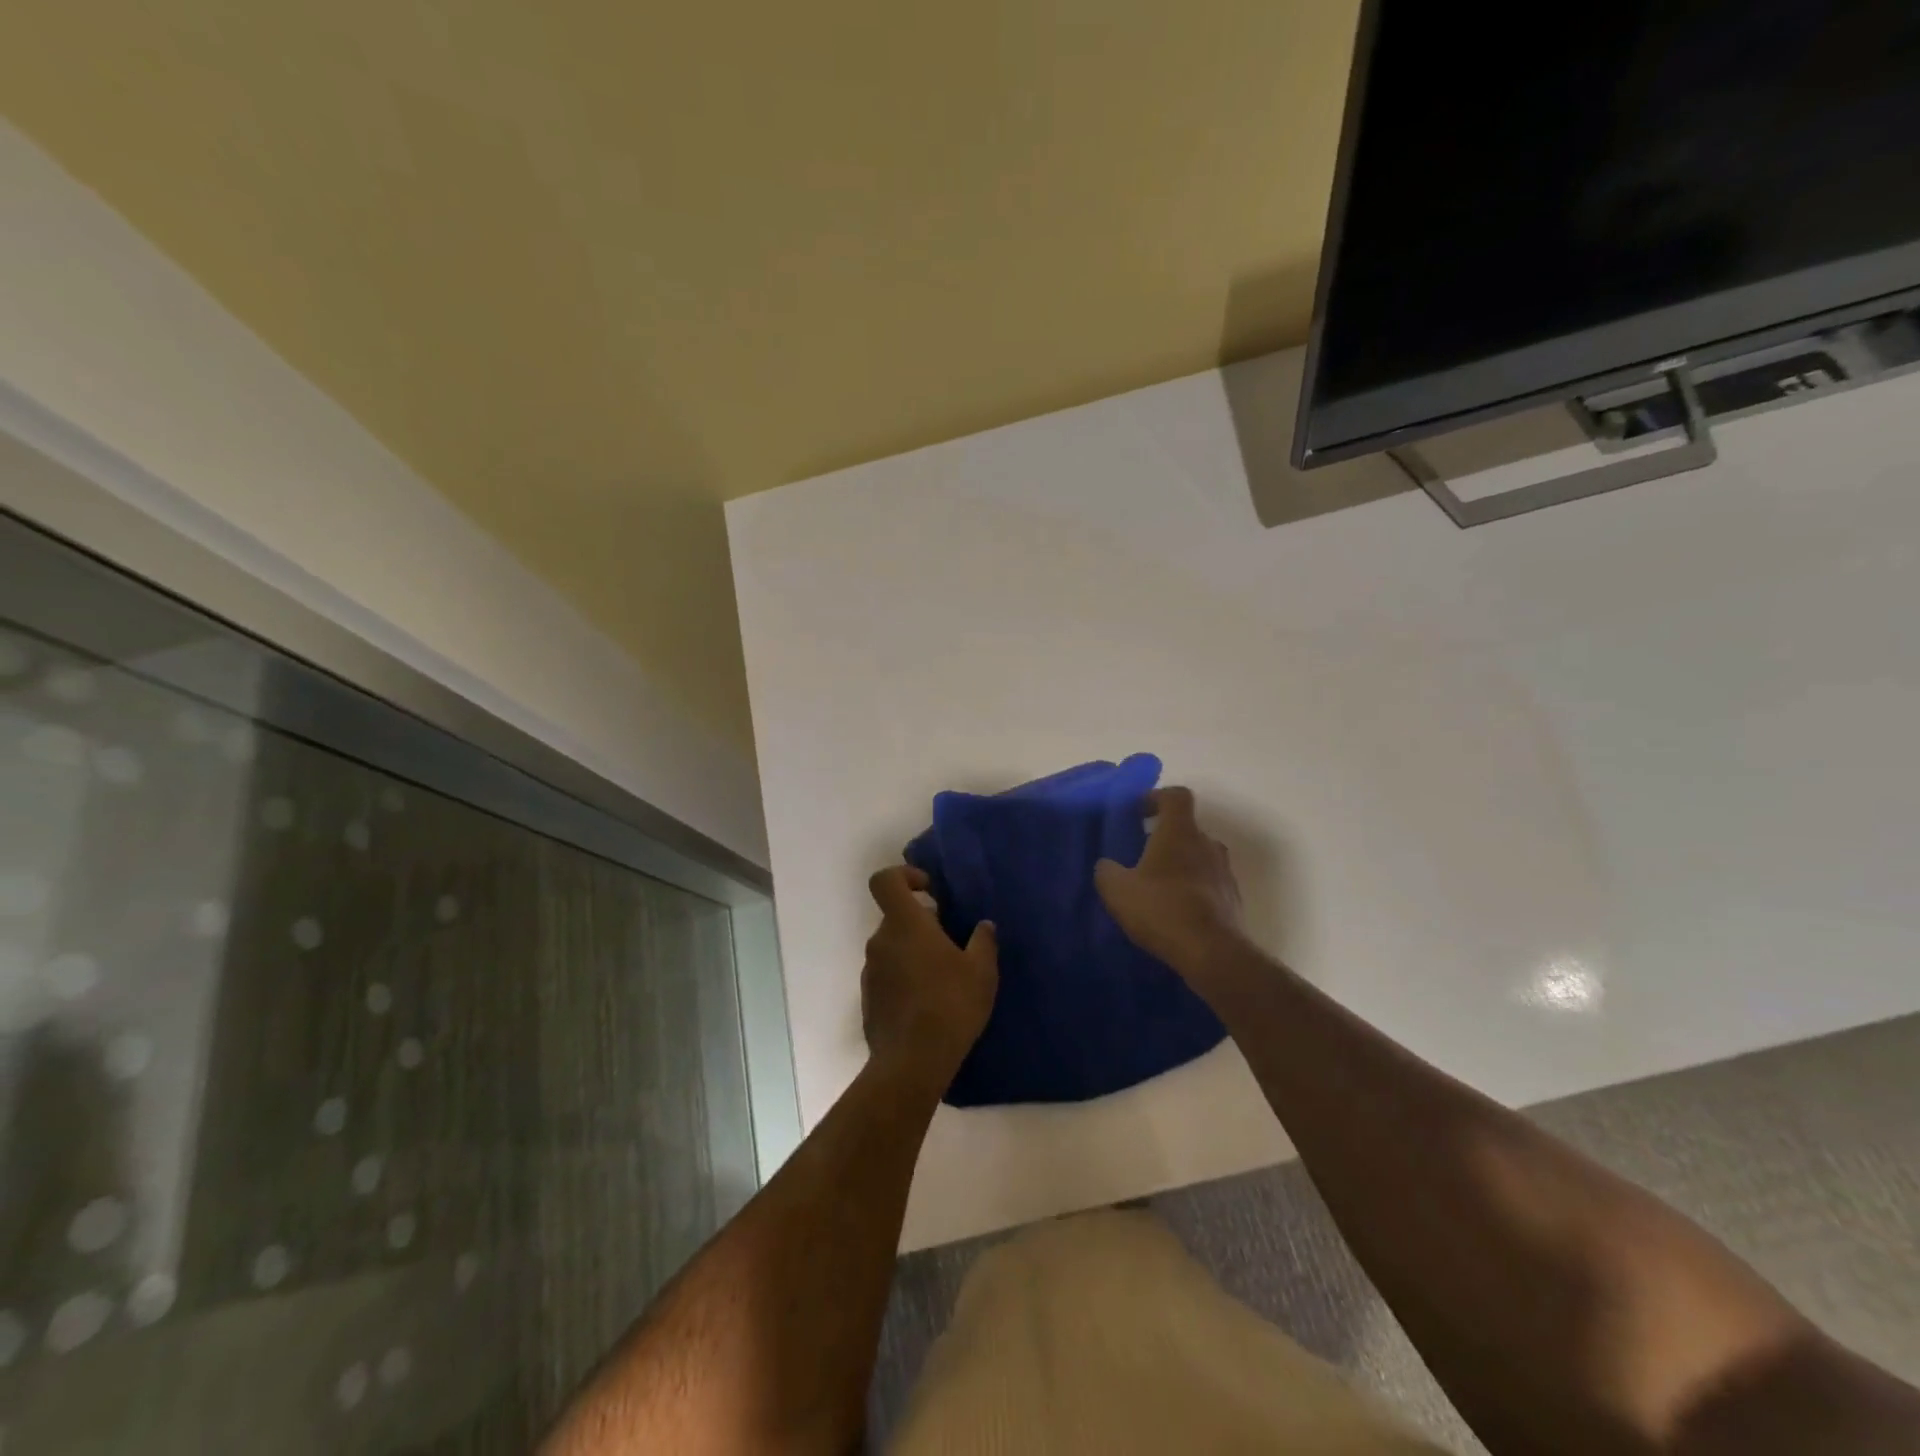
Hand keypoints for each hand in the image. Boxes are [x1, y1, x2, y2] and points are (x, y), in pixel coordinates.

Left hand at [861, 866, 998, 1082]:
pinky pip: (887, 976)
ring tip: (944, 978)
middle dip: (921, 923)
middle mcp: (880, 941)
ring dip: (913, 953)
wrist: (911, 1063)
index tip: (929, 891)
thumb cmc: (950, 1005)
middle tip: (952, 944)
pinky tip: (928, 1004)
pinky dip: (904, 979)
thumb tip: (984, 926)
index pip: (885, 880)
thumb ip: (983, 942)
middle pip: (896, 917)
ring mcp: (870, 972)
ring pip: (892, 948)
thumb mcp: (981, 971)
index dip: (905, 876)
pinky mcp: (868, 1000)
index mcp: (905, 924)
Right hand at [1095, 786, 1247, 979]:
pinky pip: (1209, 885)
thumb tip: (1107, 865)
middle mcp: (1207, 844)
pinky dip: (1194, 890)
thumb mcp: (1116, 890)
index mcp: (1180, 832)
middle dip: (1165, 838)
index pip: (1176, 796)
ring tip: (1158, 888)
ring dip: (1181, 865)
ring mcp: (1225, 872)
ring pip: (1200, 857)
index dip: (1157, 798)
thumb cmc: (1161, 908)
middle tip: (1142, 856)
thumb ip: (1107, 871)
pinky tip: (1175, 912)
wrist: (1212, 953)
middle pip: (1187, 829)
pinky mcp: (1233, 900)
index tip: (1139, 813)